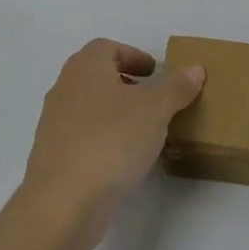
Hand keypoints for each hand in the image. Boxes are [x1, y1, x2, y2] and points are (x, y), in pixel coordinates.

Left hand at [21, 39, 205, 248]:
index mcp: (85, 68)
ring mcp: (54, 123)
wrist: (63, 201)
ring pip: (88, 106)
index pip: (107, 47)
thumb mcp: (155, 110)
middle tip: (152, 97)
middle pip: (96, 75)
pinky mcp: (53, 156)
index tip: (155, 72)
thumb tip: (195, 69)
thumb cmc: (111, 140)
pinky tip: (123, 158)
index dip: (132, 55)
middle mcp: (65, 88)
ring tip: (144, 130)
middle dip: (125, 83)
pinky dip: (103, 137)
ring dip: (114, 112)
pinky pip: (83, 135)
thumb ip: (176, 88)